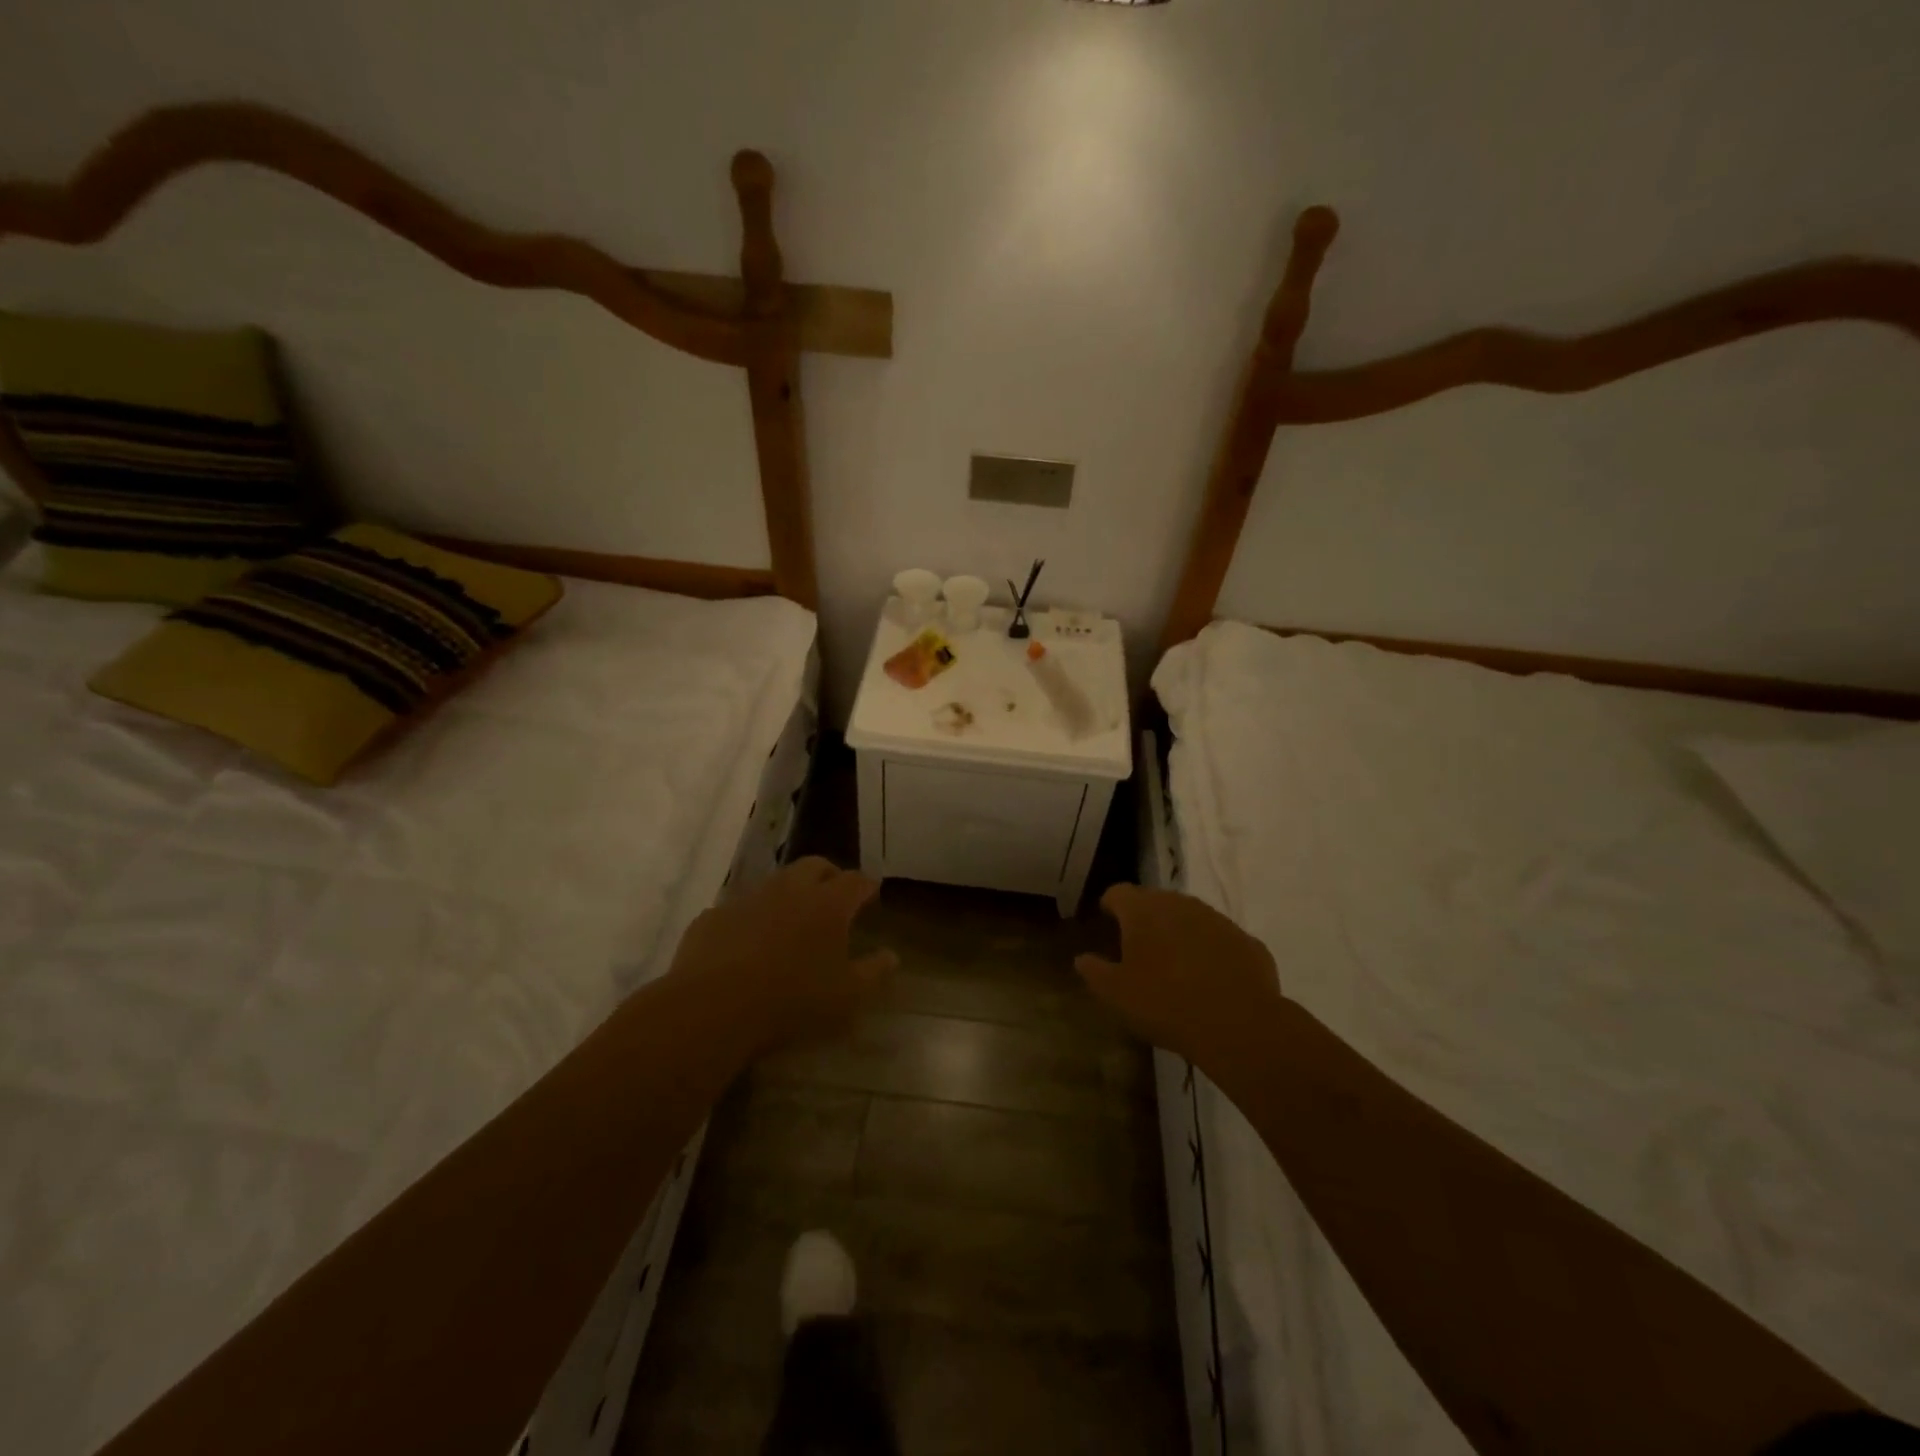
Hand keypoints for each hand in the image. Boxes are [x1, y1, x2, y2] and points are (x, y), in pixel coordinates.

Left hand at [669, 857, 896, 1054]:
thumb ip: (874, 972)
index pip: (855, 881)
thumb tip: (892, 955)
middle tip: (834, 896)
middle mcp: (789, 890)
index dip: (866, 886)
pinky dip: (751, 918)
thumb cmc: (793, 1001)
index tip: (872, 894)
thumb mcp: (847, 997)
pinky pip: (739, 909)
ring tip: (792, 919)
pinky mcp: (713, 916)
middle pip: (815, 866)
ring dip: (789, 893)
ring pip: (775, 883)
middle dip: (829, 875)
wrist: (713, 1008)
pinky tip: (747, 943)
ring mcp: (748, 899)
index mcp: (827, 904)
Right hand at [1075, 884, 1281, 1066]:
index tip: (1107, 921)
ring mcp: (1217, 920)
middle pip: (1156, 901)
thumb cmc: (1164, 1004)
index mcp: (1143, 911)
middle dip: (1146, 919)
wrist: (1238, 1024)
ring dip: (1180, 933)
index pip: (1118, 893)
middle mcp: (1180, 904)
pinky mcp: (1247, 941)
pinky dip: (1211, 952)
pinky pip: (1220, 940)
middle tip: (1139, 947)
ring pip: (1190, 917)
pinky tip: (1211, 980)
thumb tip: (1081, 958)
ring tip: (1175, 965)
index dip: (1110, 905)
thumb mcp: (1116, 994)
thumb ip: (1094, 971)